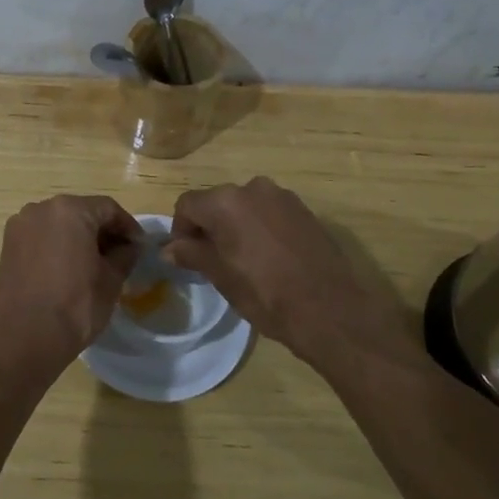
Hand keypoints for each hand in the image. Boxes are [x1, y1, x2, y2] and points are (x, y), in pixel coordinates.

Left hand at [0, 195, 143, 363]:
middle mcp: (40, 209)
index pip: (108, 209)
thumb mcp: (112, 279)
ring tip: (93, 263)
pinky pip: (40, 237)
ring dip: (78, 237)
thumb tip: (130, 246)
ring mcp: (20, 226)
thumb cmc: (77, 305)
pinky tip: (67, 268)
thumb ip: (125, 254)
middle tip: (119, 254)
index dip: (128, 227)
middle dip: (102, 231)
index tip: (139, 246)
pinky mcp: (8, 246)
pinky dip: (56, 246)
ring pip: (58, 224)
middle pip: (81, 212)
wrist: (28, 338)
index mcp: (70, 210)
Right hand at [165, 177, 417, 369]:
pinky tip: (269, 258)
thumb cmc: (265, 293)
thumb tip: (169, 248)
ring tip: (242, 260)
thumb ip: (192, 254)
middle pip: (216, 202)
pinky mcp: (305, 211)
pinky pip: (270, 213)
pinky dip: (261, 228)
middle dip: (209, 226)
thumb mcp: (220, 276)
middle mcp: (253, 188)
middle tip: (211, 260)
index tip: (186, 257)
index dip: (180, 230)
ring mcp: (283, 197)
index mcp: (226, 201)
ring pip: (244, 207)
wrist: (330, 310)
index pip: (187, 205)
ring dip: (236, 226)